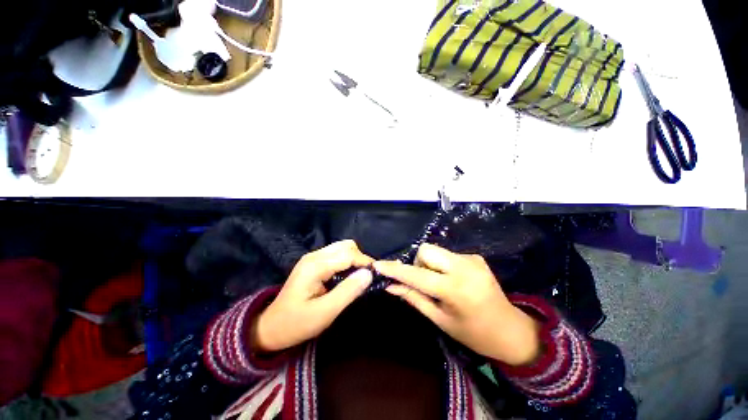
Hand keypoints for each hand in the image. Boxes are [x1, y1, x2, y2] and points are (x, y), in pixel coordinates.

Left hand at [253, 240, 373, 351]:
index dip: (365, 262)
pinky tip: (348, 276)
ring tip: (359, 277)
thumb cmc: (297, 323)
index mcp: (315, 266)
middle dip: (360, 259)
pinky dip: (347, 262)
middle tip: (367, 277)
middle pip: (346, 246)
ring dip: (354, 259)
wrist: (272, 327)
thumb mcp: (325, 312)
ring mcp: (313, 257)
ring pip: (342, 248)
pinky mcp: (314, 262)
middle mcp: (314, 256)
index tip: (377, 275)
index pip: (348, 254)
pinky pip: (336, 254)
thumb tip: (369, 274)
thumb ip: (348, 291)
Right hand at [374, 244, 540, 365]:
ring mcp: (472, 259)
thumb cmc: (473, 333)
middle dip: (418, 263)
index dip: (396, 270)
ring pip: (436, 251)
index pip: (417, 274)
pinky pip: (447, 254)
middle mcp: (464, 267)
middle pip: (426, 250)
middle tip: (424, 282)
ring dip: (430, 265)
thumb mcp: (440, 320)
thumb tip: (391, 286)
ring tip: (440, 283)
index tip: (378, 265)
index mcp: (455, 289)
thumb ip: (414, 298)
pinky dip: (442, 265)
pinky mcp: (475, 256)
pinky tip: (453, 280)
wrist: (511, 330)